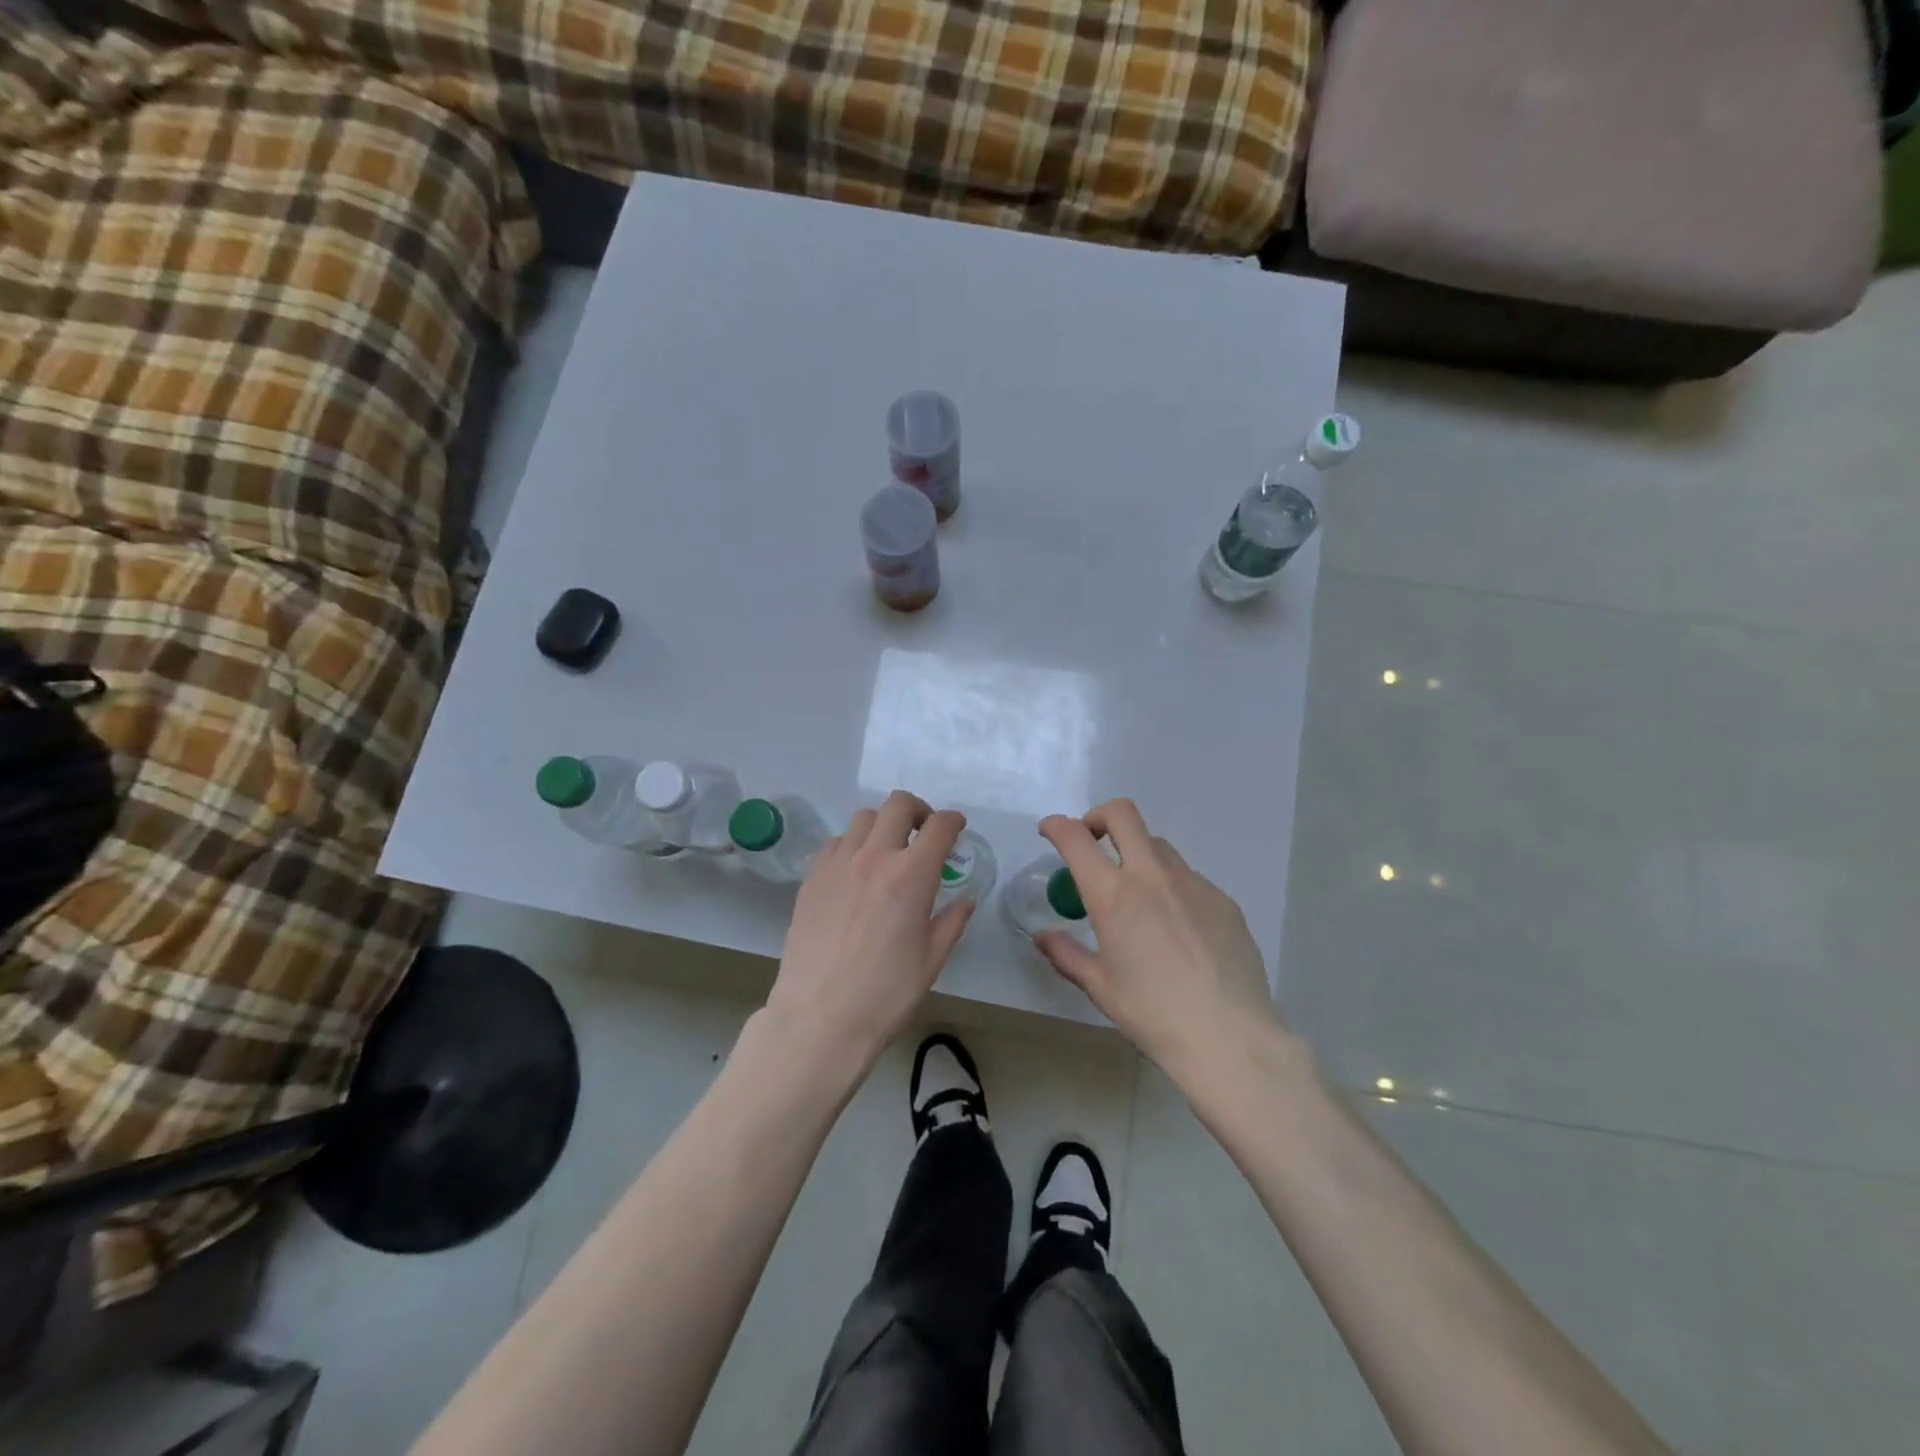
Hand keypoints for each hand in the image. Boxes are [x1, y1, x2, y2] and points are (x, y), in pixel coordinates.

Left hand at [766, 790, 972, 1066]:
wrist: (819, 1018)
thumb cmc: (885, 994)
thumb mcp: (931, 961)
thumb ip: (952, 922)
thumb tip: (965, 900)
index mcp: (912, 875)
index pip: (939, 827)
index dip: (953, 821)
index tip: (956, 828)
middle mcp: (875, 857)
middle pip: (898, 805)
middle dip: (918, 811)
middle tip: (923, 832)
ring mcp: (838, 864)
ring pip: (863, 818)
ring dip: (883, 825)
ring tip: (887, 850)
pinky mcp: (812, 878)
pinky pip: (835, 842)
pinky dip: (852, 844)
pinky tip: (855, 871)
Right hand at [1036, 799, 1281, 1078]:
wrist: (1229, 1038)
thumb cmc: (1153, 1014)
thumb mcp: (1100, 987)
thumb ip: (1067, 954)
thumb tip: (1043, 936)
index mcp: (1113, 896)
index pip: (1076, 838)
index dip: (1056, 826)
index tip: (1049, 831)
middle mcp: (1152, 876)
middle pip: (1123, 814)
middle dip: (1098, 816)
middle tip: (1092, 841)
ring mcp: (1193, 884)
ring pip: (1158, 845)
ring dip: (1136, 853)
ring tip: (1136, 893)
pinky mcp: (1223, 900)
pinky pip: (1189, 878)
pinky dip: (1170, 886)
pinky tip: (1177, 928)